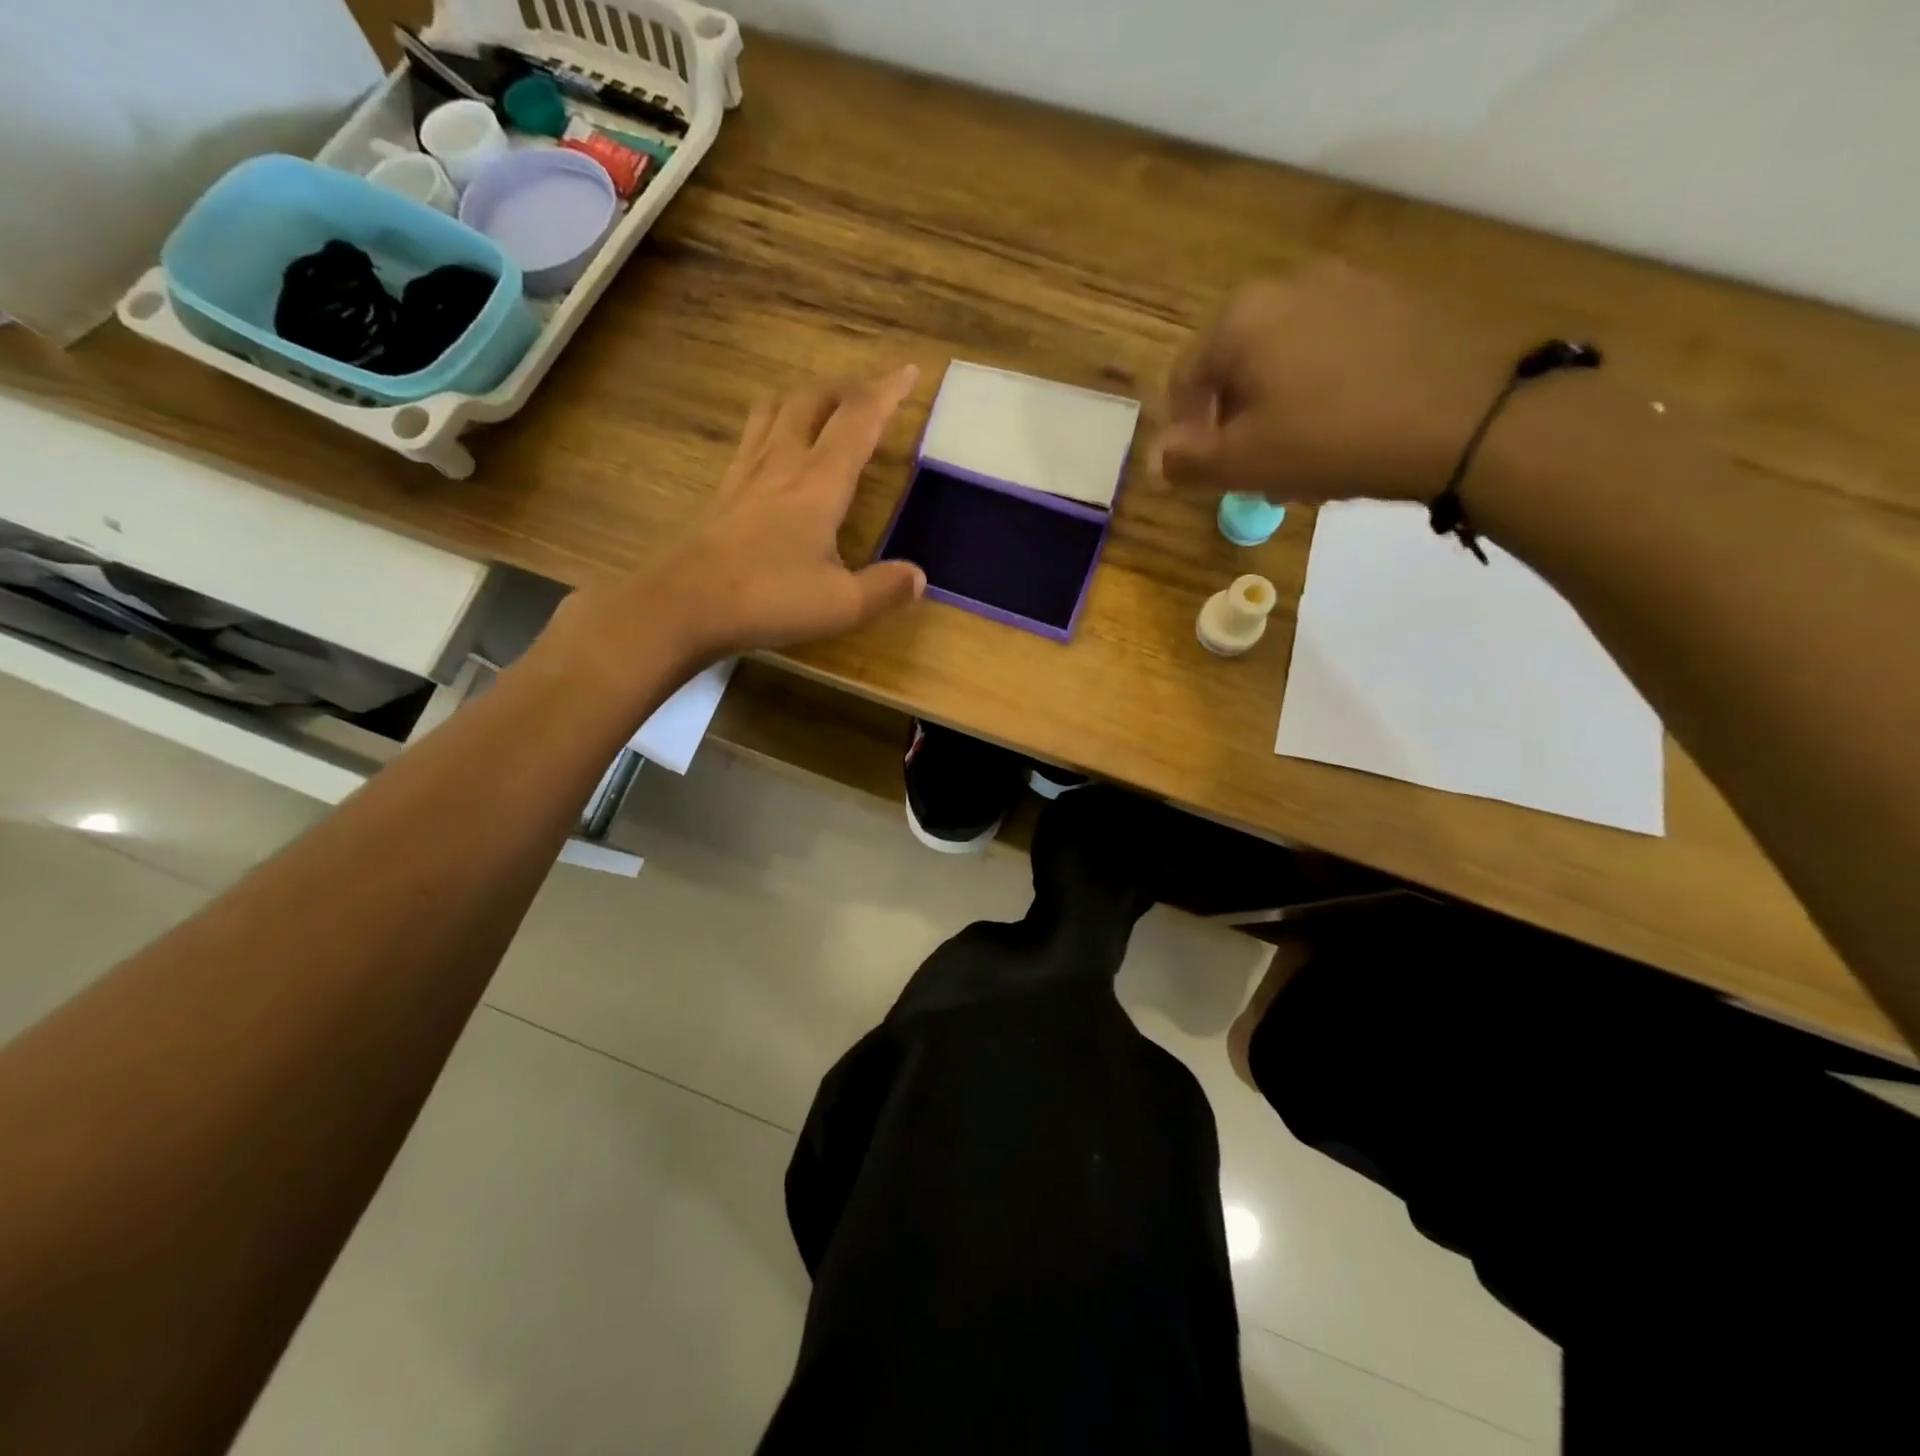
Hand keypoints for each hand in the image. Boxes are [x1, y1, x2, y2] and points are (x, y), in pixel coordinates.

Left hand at [554, 367, 927, 678]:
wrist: (685, 604)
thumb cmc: (769, 599)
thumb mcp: (841, 604)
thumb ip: (885, 588)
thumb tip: (919, 577)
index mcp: (820, 482)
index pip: (858, 421)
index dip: (886, 393)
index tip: (908, 371)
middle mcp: (783, 463)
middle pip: (813, 401)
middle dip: (846, 389)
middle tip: (868, 395)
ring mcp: (747, 472)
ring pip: (775, 409)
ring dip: (804, 398)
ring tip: (821, 407)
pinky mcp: (723, 490)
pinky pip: (751, 436)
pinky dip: (772, 424)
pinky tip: (774, 447)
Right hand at [1159, 262, 1527, 504]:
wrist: (1470, 414)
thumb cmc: (1333, 439)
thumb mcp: (1244, 464)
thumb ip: (1188, 462)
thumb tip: (1159, 458)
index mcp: (1241, 319)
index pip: (1185, 380)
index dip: (1184, 432)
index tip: (1202, 471)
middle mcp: (1290, 285)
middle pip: (1236, 363)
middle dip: (1235, 418)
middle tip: (1252, 465)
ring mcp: (1351, 284)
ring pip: (1287, 355)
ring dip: (1278, 403)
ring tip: (1301, 450)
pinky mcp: (1399, 299)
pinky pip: (1336, 346)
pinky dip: (1325, 385)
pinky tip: (1347, 423)